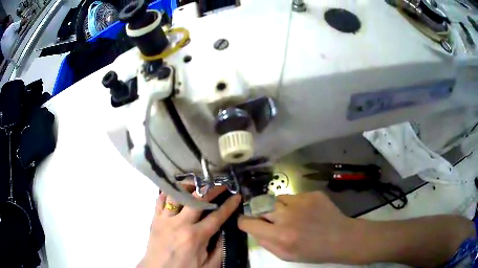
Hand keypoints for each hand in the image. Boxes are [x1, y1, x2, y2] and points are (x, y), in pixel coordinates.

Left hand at [141, 186, 241, 267]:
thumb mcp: (208, 265)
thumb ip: (219, 249)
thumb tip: (226, 231)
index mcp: (195, 237)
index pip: (216, 216)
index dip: (229, 205)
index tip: (236, 195)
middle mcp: (180, 224)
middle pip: (197, 200)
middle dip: (211, 190)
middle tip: (220, 185)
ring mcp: (165, 219)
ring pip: (177, 195)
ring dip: (188, 187)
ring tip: (197, 185)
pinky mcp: (155, 219)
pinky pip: (160, 200)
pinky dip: (169, 193)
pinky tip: (176, 192)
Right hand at [238, 191, 358, 263]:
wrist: (340, 238)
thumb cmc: (313, 251)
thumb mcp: (286, 255)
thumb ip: (266, 243)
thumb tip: (254, 229)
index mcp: (280, 235)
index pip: (249, 222)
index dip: (244, 222)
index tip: (246, 222)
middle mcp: (288, 215)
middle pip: (260, 206)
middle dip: (260, 213)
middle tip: (270, 219)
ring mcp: (301, 201)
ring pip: (277, 199)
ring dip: (278, 207)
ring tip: (290, 215)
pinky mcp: (311, 194)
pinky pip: (293, 196)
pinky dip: (294, 204)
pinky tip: (305, 212)